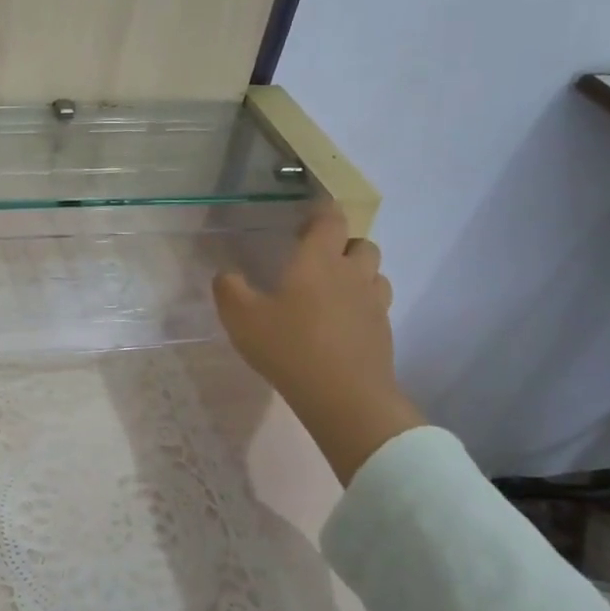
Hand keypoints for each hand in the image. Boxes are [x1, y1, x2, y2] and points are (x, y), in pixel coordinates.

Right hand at [213, 202, 422, 483]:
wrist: (344, 397)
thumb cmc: (289, 347)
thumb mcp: (241, 318)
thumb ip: (229, 290)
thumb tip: (226, 275)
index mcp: (318, 261)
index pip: (331, 219)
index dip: (321, 213)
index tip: (305, 222)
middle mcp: (352, 274)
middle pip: (361, 244)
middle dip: (343, 245)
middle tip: (317, 262)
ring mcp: (373, 303)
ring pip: (375, 273)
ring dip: (358, 274)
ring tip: (332, 292)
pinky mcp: (383, 332)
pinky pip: (377, 305)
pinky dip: (362, 306)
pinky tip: (341, 325)